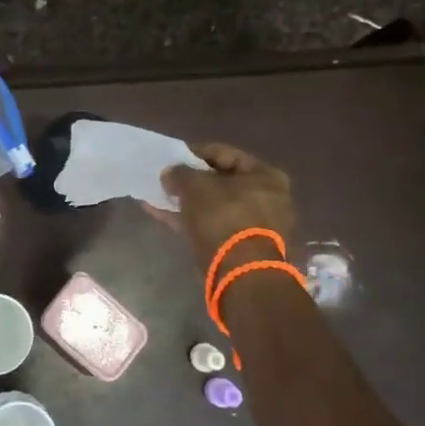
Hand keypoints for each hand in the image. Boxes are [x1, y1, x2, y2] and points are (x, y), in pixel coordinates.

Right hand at [159, 142, 295, 271]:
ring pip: (213, 206)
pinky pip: (209, 225)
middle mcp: (266, 198)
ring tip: (158, 195)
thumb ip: (180, 174)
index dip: (196, 153)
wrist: (240, 272)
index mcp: (265, 175)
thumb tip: (170, 173)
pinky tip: (160, 214)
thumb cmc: (224, 217)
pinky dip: (187, 219)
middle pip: (220, 182)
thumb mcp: (196, 186)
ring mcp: (253, 225)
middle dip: (191, 180)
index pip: (225, 154)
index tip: (172, 156)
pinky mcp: (239, 247)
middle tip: (166, 178)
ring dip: (186, 201)